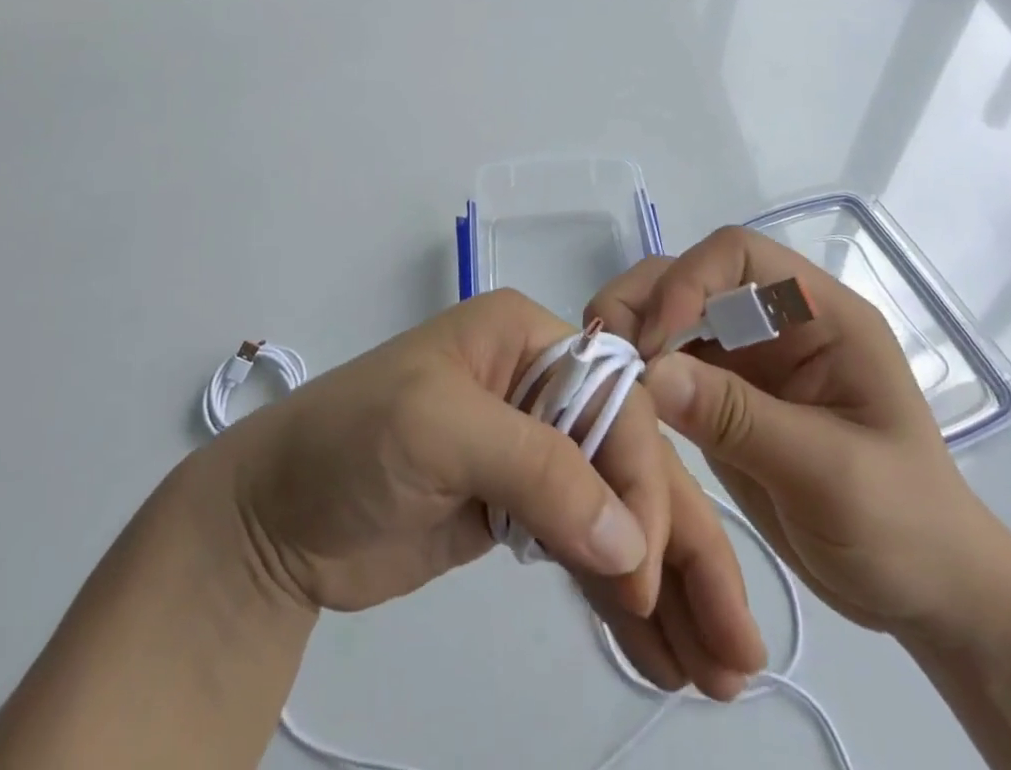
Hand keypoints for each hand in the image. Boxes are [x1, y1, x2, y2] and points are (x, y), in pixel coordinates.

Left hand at [191, 287, 766, 697]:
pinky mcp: (517, 512)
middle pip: (629, 461)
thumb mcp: (438, 430)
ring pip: (617, 513)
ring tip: (718, 670)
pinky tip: (662, 652)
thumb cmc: (351, 440)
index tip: (642, 567)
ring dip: (666, 586)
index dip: (641, 479)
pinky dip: (623, 599)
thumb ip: (538, 469)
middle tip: (737, 647)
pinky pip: (585, 550)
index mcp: (526, 339)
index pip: (614, 400)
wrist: (273, 516)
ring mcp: (531, 453)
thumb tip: (629, 541)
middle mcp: (540, 386)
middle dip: (681, 547)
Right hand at [587, 228, 1010, 642]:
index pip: (739, 255)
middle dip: (645, 303)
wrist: (924, 599)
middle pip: (691, 276)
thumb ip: (739, 417)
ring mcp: (746, 358)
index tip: (655, 339)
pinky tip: (617, 403)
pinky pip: (666, 366)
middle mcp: (775, 321)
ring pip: (668, 315)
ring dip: (631, 334)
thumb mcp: (830, 475)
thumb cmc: (904, 529)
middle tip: (607, 354)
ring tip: (602, 376)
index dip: (690, 279)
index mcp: (818, 314)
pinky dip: (636, 376)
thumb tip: (650, 371)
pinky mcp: (721, 396)